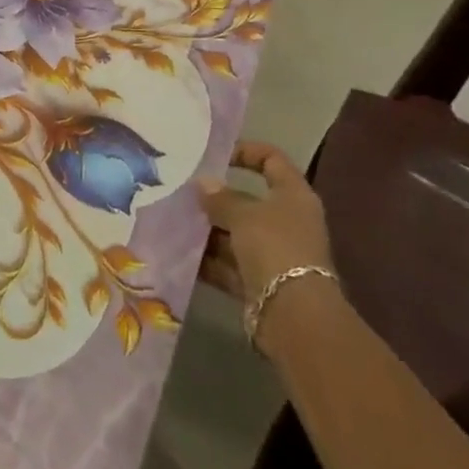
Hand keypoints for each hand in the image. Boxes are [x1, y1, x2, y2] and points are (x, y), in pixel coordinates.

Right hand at [195, 141, 332, 306]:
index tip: (215, 156)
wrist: (293, 316)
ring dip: (209, 230)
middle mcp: (286, 222)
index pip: (273, 160)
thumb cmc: (274, 248)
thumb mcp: (244, 214)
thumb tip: (203, 184)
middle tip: (183, 192)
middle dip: (216, 198)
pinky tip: (180, 252)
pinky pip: (229, 264)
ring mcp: (273, 254)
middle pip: (249, 201)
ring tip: (174, 220)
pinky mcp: (260, 282)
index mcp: (293, 196)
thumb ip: (221, 198)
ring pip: (235, 234)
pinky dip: (208, 260)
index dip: (246, 152)